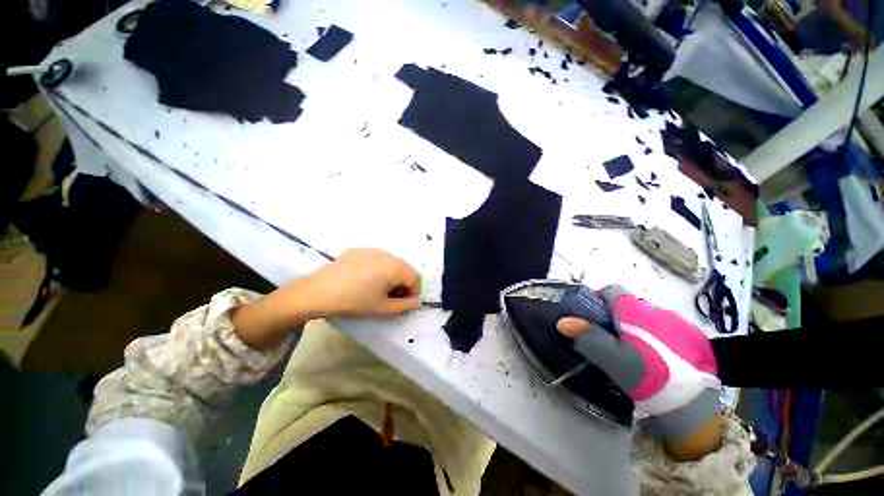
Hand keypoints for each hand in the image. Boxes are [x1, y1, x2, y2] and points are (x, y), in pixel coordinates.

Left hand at [232, 249, 419, 350]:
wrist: (318, 292)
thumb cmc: (354, 301)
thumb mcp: (383, 308)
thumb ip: (405, 306)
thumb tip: (418, 301)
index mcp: (395, 266)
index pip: (415, 278)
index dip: (413, 292)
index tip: (403, 304)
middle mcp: (387, 254)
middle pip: (403, 269)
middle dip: (402, 284)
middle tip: (390, 298)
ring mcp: (371, 250)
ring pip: (390, 263)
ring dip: (390, 276)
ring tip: (376, 290)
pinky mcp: (357, 250)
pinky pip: (375, 259)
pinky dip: (377, 269)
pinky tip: (362, 280)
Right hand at [557, 286, 721, 459]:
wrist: (700, 408)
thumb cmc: (652, 378)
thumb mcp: (614, 360)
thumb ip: (588, 338)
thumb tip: (562, 321)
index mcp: (636, 311)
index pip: (611, 290)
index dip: (598, 299)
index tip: (591, 318)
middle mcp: (657, 310)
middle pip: (628, 306)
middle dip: (615, 319)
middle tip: (609, 343)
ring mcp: (678, 324)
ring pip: (646, 319)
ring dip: (636, 330)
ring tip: (633, 355)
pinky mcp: (694, 340)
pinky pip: (665, 331)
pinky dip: (655, 340)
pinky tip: (657, 362)